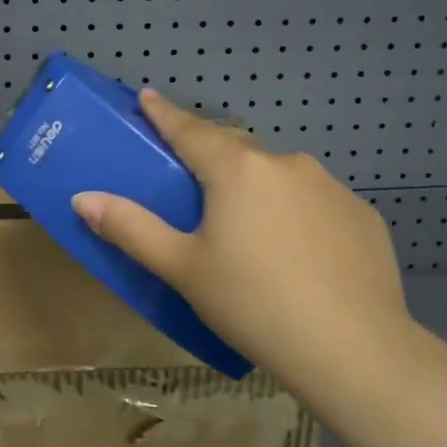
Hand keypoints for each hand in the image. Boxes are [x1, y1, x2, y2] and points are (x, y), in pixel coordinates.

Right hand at [72, 89, 413, 390]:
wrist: (354, 350)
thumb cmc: (253, 304)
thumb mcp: (182, 269)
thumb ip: (131, 229)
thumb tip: (83, 199)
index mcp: (237, 170)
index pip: (190, 130)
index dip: (165, 114)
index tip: (148, 96)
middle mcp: (286, 164)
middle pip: (237, 156)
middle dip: (214, 166)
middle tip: (198, 197)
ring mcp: (332, 187)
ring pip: (280, 180)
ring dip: (260, 194)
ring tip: (252, 239)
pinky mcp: (363, 216)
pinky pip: (317, 205)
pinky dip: (300, 218)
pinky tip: (301, 259)